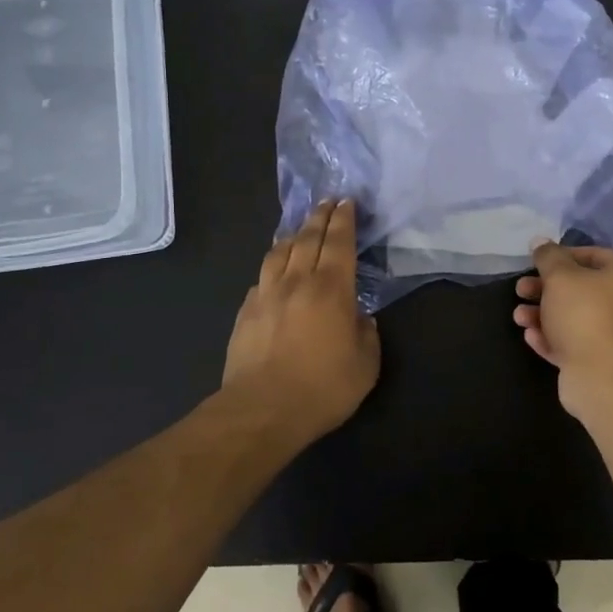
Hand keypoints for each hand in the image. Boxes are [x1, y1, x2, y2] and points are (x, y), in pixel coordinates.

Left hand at [223, 200, 378, 440]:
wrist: (262, 409)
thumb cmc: (323, 387)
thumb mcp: (365, 365)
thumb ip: (367, 334)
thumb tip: (360, 319)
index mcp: (332, 289)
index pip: (339, 242)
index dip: (344, 220)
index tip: (346, 202)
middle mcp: (298, 281)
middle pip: (308, 238)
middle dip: (319, 217)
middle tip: (327, 202)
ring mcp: (266, 295)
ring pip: (279, 253)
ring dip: (293, 235)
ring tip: (299, 229)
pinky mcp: (246, 312)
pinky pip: (261, 278)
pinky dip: (272, 266)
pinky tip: (274, 270)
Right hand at [513, 241, 612, 415]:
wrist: (602, 376)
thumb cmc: (585, 313)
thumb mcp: (560, 276)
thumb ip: (548, 256)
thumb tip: (541, 242)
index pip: (594, 255)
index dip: (560, 257)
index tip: (536, 263)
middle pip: (583, 289)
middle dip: (546, 289)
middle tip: (521, 290)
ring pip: (576, 317)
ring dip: (544, 314)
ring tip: (518, 317)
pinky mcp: (605, 361)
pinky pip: (576, 342)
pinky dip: (553, 337)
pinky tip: (531, 336)